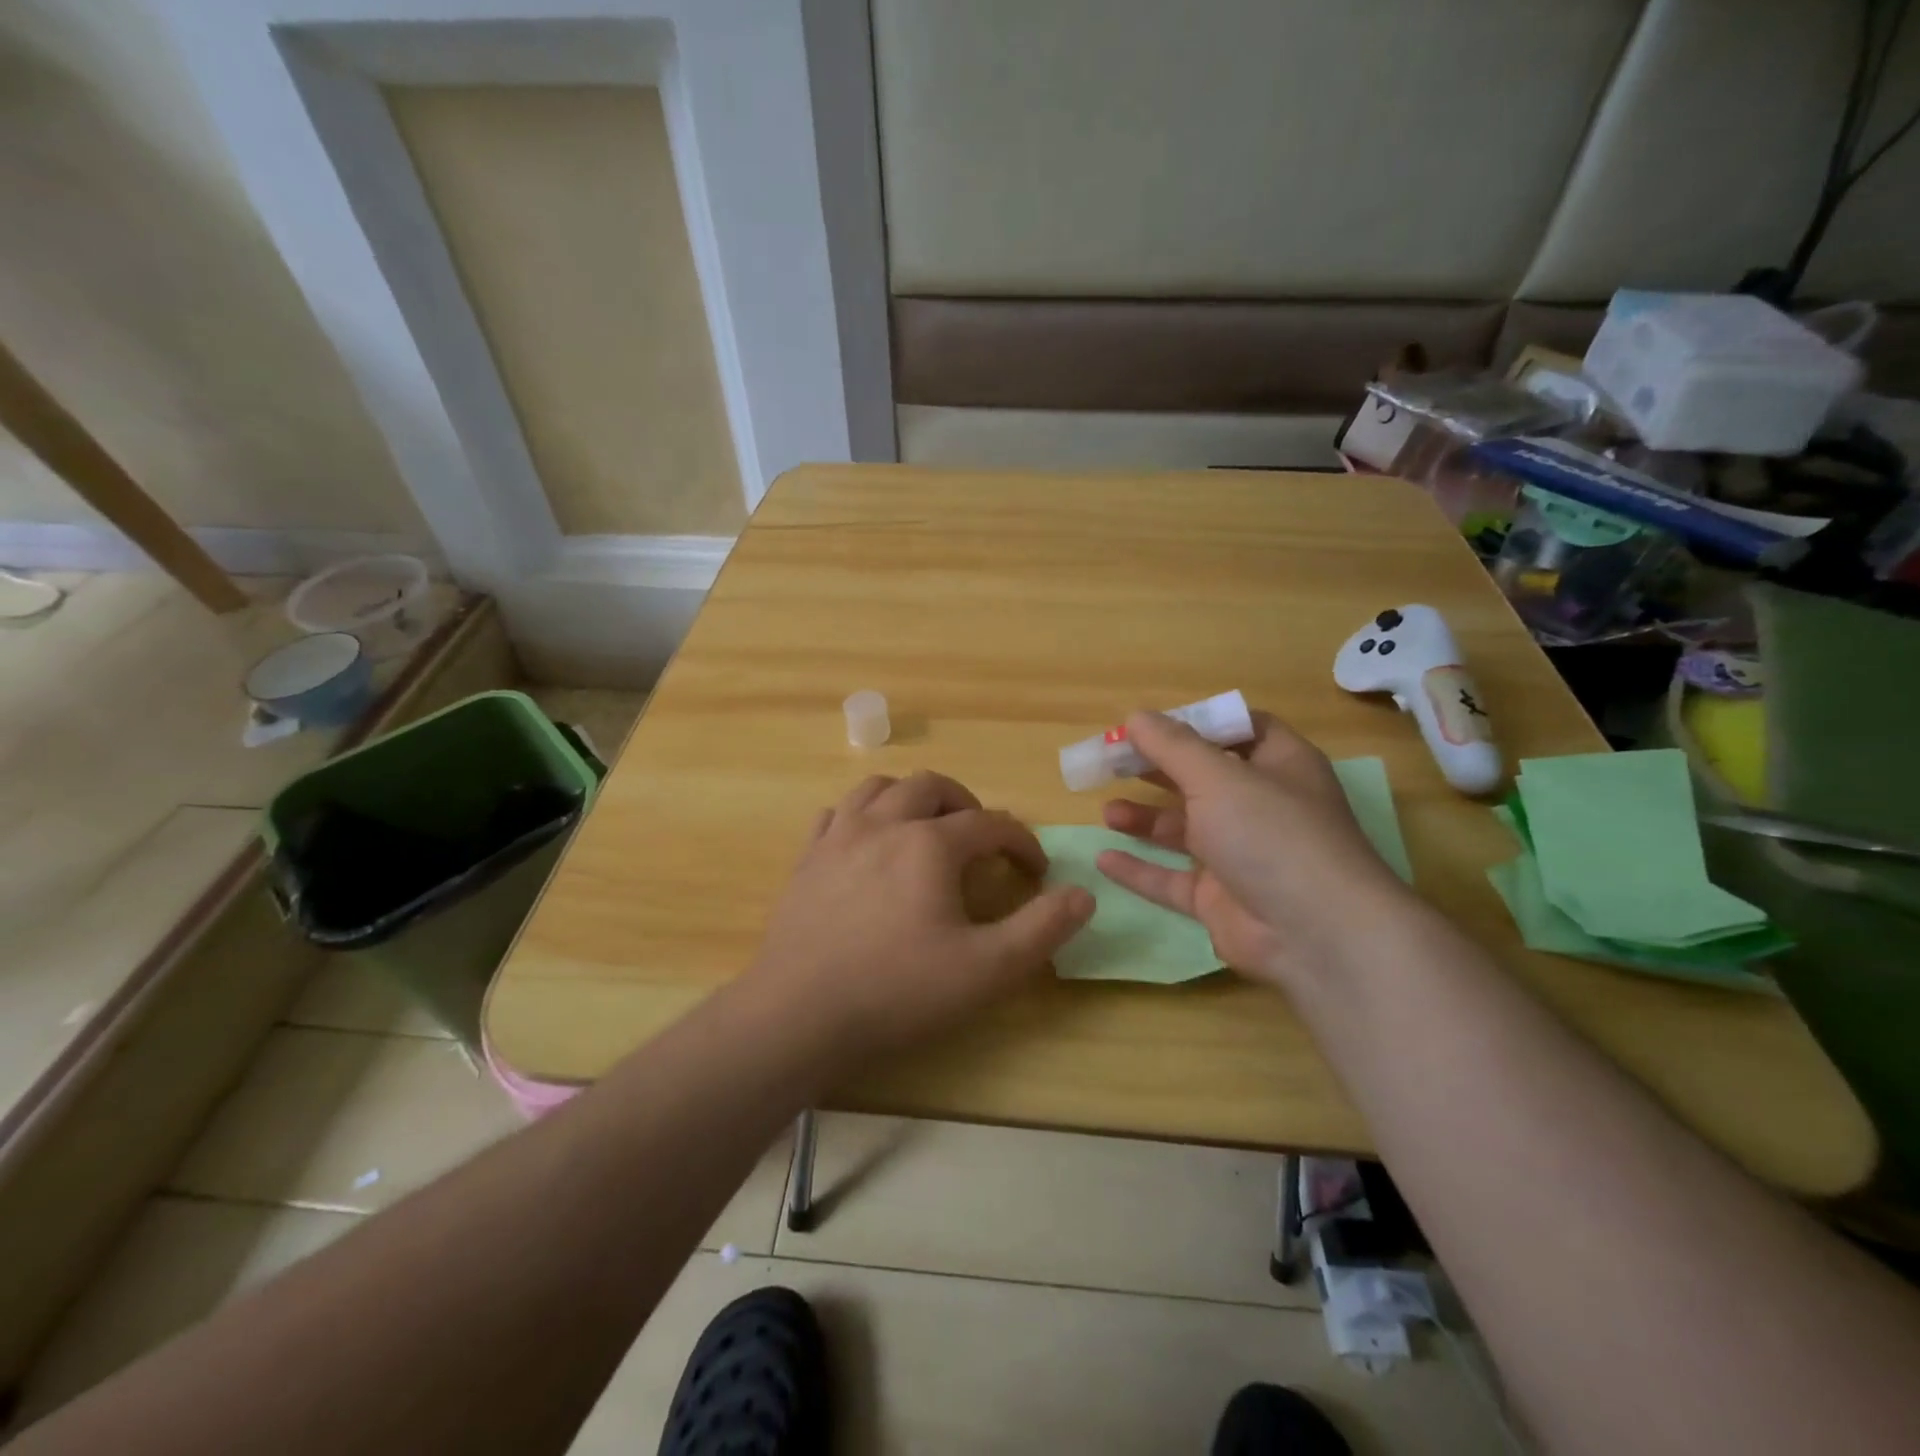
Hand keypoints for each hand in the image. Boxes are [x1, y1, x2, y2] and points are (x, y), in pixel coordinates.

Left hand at [741, 771, 1093, 1057]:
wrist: (798, 1013)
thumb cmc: (898, 991)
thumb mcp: (987, 969)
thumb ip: (1042, 929)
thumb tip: (1084, 894)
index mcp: (930, 843)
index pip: (991, 823)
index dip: (1022, 841)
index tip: (1036, 868)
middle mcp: (884, 823)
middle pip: (932, 787)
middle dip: (966, 804)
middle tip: (981, 837)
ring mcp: (839, 836)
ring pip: (880, 788)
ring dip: (912, 798)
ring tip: (926, 827)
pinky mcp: (807, 858)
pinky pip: (837, 814)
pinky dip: (862, 816)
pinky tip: (868, 842)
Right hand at [1096, 711, 1414, 989]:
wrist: (1315, 935)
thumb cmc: (1271, 834)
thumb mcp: (1218, 777)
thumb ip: (1172, 746)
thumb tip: (1136, 716)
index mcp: (1279, 765)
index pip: (1240, 730)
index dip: (1197, 722)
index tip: (1150, 723)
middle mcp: (1261, 807)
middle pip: (1202, 778)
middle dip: (1158, 769)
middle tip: (1113, 762)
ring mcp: (1240, 855)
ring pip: (1184, 830)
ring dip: (1146, 818)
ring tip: (1108, 812)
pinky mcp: (1220, 899)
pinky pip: (1171, 879)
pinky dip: (1140, 869)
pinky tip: (1104, 859)